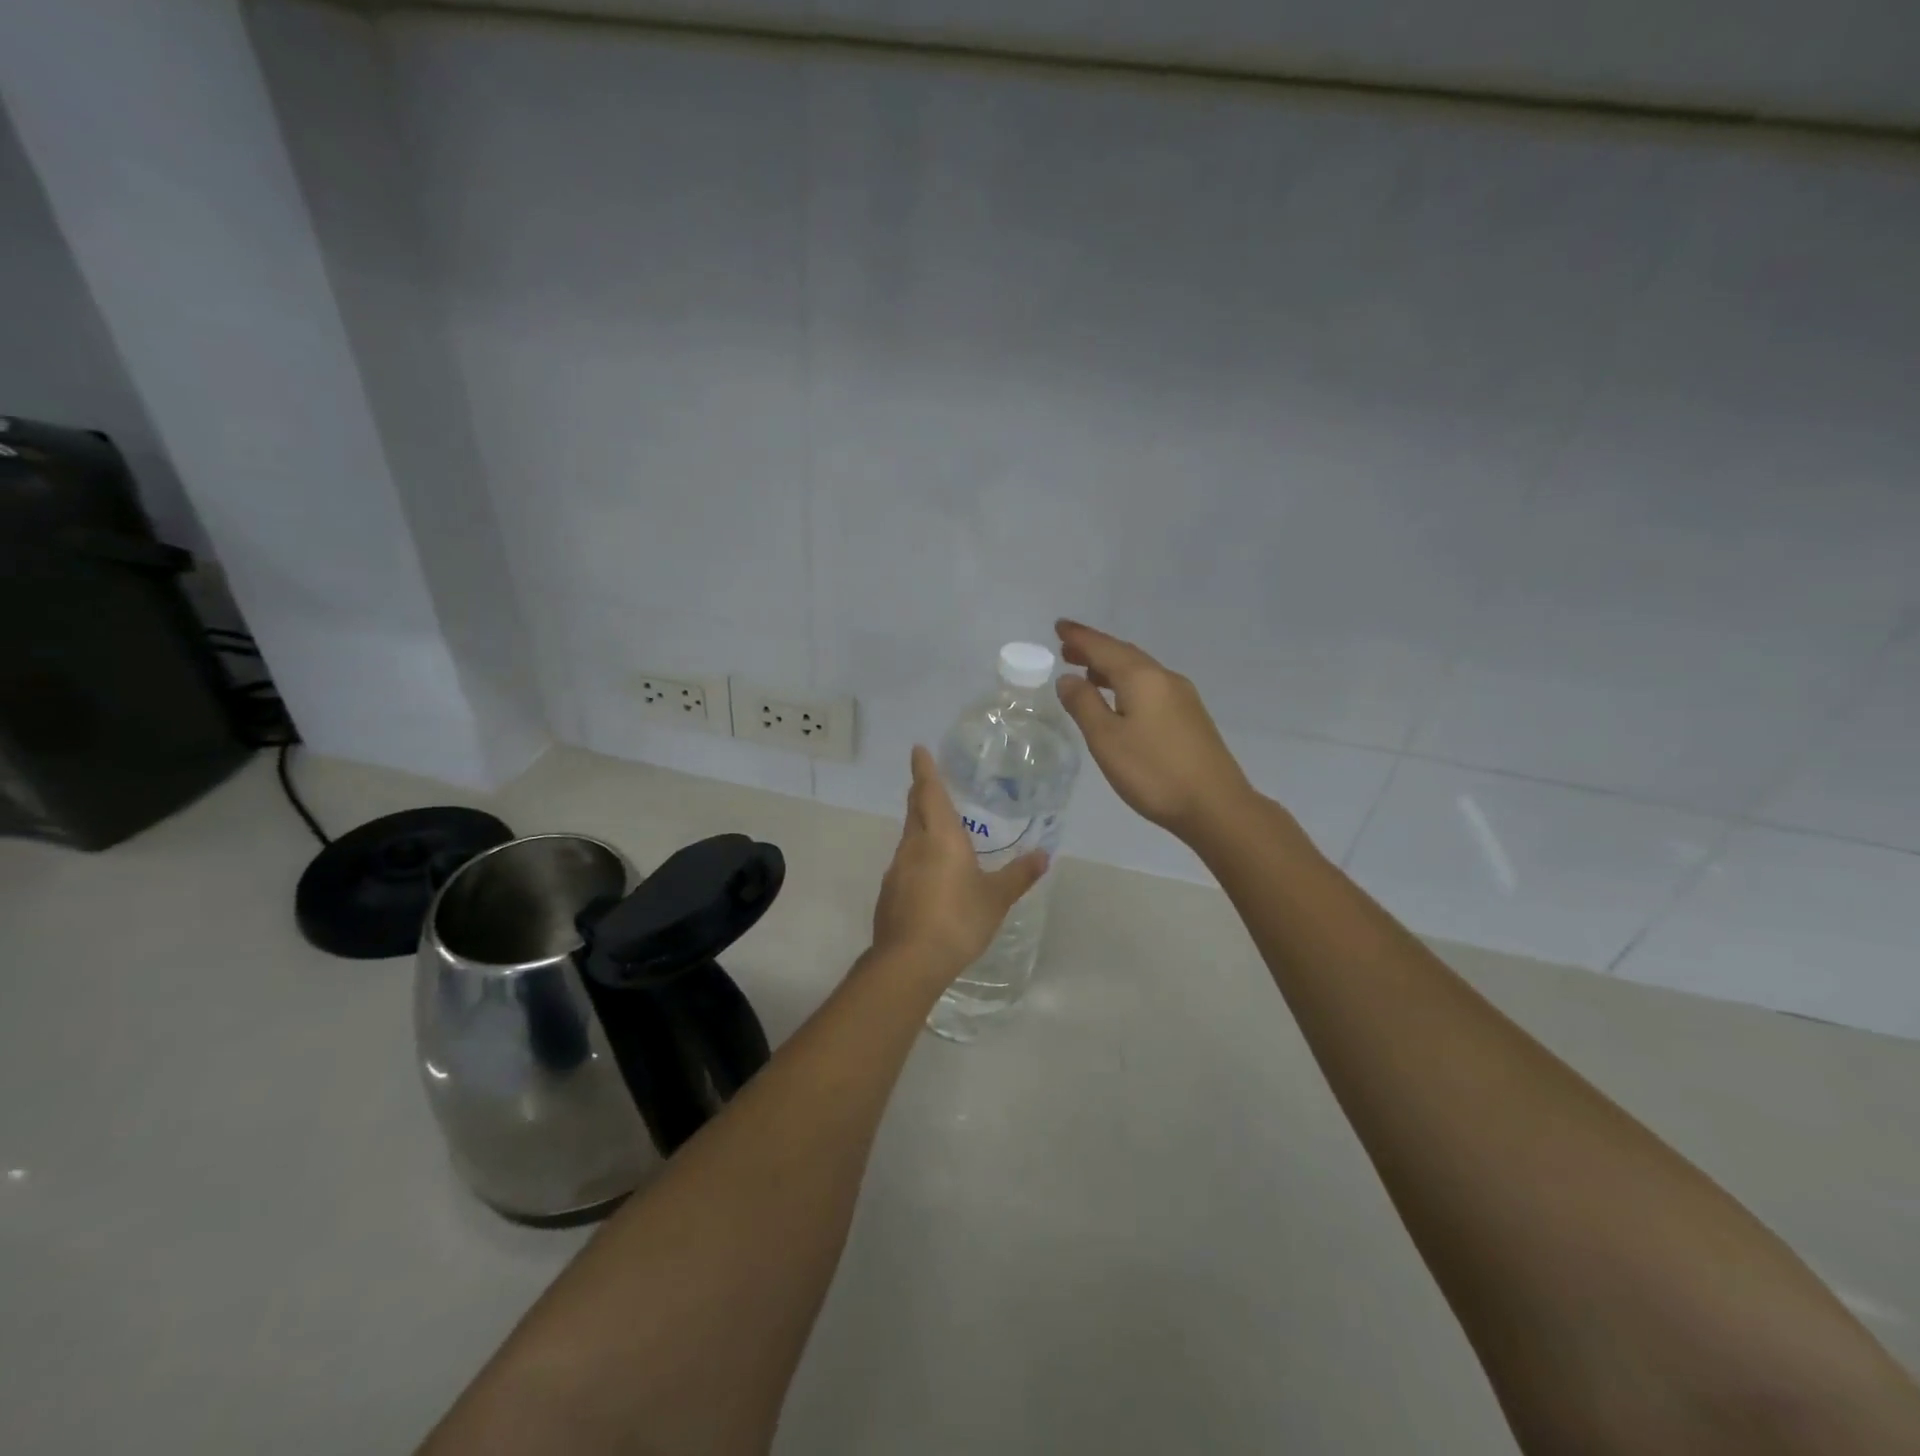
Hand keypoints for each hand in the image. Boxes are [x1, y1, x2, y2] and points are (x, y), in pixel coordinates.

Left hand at [870, 746, 1048, 983]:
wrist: (910, 960)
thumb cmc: (958, 919)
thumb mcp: (996, 898)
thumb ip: (1019, 875)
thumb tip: (1044, 855)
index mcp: (940, 837)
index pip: (929, 791)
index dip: (924, 768)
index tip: (918, 749)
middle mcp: (914, 845)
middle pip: (914, 809)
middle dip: (921, 792)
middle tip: (930, 782)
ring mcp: (897, 869)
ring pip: (909, 836)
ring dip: (920, 825)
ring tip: (938, 829)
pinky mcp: (889, 891)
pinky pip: (905, 863)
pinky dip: (917, 856)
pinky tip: (930, 874)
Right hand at [1055, 619, 1252, 842]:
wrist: (1215, 806)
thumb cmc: (1153, 772)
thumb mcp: (1106, 739)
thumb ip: (1084, 704)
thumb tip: (1068, 678)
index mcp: (1142, 678)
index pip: (1103, 647)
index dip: (1079, 637)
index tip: (1059, 626)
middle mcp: (1164, 678)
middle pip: (1124, 654)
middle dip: (1094, 649)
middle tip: (1067, 649)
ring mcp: (1182, 696)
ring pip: (1140, 670)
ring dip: (1111, 667)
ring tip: (1087, 673)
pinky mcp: (1190, 716)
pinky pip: (1151, 686)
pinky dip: (1127, 683)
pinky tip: (1120, 700)